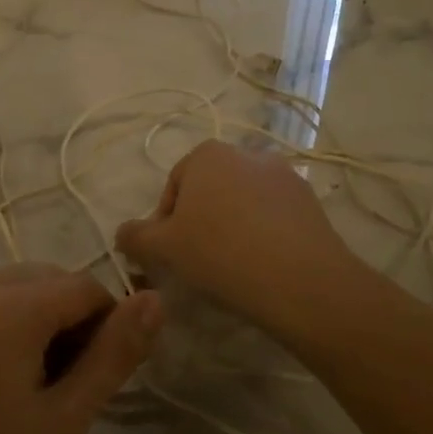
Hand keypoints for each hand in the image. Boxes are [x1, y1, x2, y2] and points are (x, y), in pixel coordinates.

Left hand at [0, 266, 161, 433]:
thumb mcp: (60, 421)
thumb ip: (112, 356)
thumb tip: (155, 300)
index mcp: (10, 306)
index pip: (85, 286)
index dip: (108, 326)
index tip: (103, 379)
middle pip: (48, 281)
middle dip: (73, 322)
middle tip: (69, 390)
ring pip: (15, 291)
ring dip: (40, 324)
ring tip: (34, 391)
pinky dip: (5, 327)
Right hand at [116, 141, 355, 343]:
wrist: (300, 280)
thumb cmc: (219, 253)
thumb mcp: (163, 249)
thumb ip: (135, 237)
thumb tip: (122, 234)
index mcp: (207, 155)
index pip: (174, 186)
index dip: (165, 222)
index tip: (169, 254)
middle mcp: (247, 154)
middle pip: (209, 191)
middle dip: (199, 221)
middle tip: (197, 260)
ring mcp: (284, 175)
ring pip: (242, 203)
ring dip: (231, 227)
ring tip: (231, 266)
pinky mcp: (310, 201)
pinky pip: (273, 216)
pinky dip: (262, 234)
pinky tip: (261, 265)